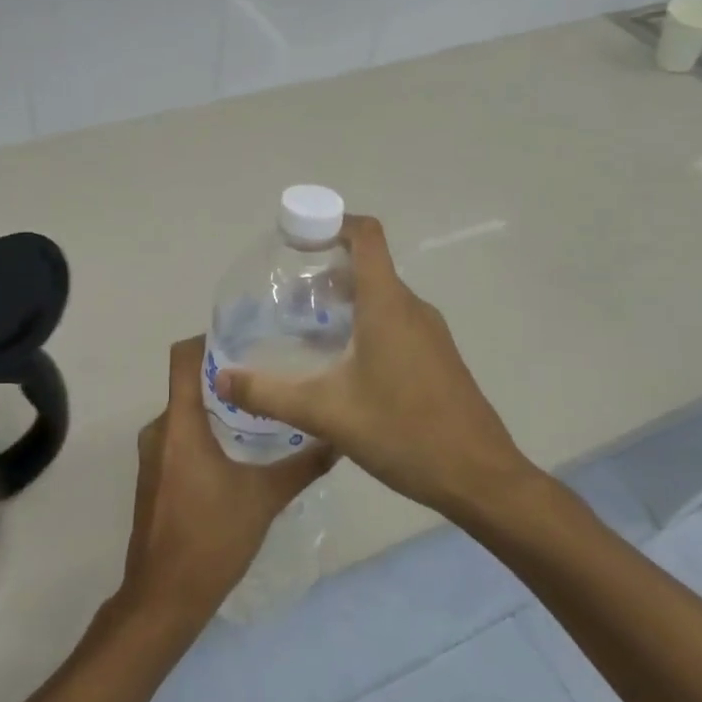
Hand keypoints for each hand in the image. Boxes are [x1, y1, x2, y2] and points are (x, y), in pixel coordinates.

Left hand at [118, 337, 334, 631]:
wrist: (164, 597)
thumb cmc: (211, 539)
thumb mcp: (264, 499)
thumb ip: (302, 466)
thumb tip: (338, 440)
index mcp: (179, 424)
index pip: (183, 358)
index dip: (209, 339)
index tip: (247, 336)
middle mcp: (159, 430)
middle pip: (189, 383)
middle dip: (226, 375)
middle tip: (270, 371)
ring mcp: (153, 454)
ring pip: (186, 412)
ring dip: (218, 406)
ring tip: (262, 406)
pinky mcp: (156, 475)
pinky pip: (180, 436)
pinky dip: (207, 431)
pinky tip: (241, 446)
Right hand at [213, 215, 536, 518]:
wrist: (480, 478)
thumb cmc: (403, 432)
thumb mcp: (325, 413)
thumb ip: (269, 394)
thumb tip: (222, 380)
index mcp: (388, 305)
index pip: (365, 236)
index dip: (331, 223)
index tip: (296, 238)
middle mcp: (412, 308)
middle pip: (367, 266)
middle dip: (324, 270)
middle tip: (285, 296)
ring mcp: (429, 333)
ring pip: (381, 297)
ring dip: (343, 300)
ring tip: (304, 328)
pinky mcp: (436, 357)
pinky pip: (395, 322)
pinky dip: (364, 324)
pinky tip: (341, 364)